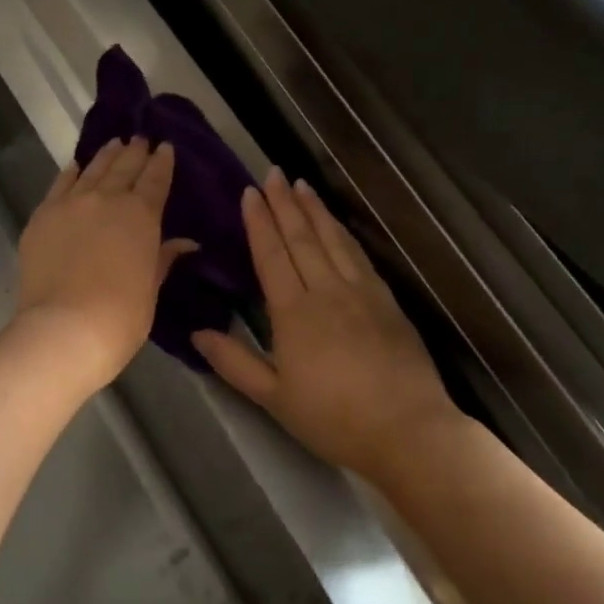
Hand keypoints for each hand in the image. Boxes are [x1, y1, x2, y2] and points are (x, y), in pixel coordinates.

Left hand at [16, 137, 195, 391]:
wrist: (65, 329)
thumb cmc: (121, 316)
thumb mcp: (150, 288)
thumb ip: (163, 258)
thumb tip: (185, 243)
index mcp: (141, 215)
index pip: (155, 179)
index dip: (162, 162)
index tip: (165, 147)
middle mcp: (106, 199)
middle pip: (123, 167)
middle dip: (134, 152)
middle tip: (140, 139)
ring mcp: (70, 204)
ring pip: (91, 170)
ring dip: (105, 156)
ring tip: (113, 144)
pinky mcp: (42, 216)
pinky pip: (59, 185)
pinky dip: (71, 173)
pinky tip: (75, 168)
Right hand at [192, 170, 464, 481]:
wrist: (406, 430)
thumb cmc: (332, 418)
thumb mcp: (274, 398)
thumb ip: (234, 362)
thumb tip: (197, 333)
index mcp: (294, 313)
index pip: (272, 255)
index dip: (259, 223)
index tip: (250, 193)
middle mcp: (327, 292)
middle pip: (302, 238)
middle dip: (285, 204)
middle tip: (273, 173)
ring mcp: (362, 293)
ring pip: (333, 241)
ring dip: (316, 211)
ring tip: (302, 185)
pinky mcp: (387, 302)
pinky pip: (360, 256)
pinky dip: (345, 234)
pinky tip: (338, 225)